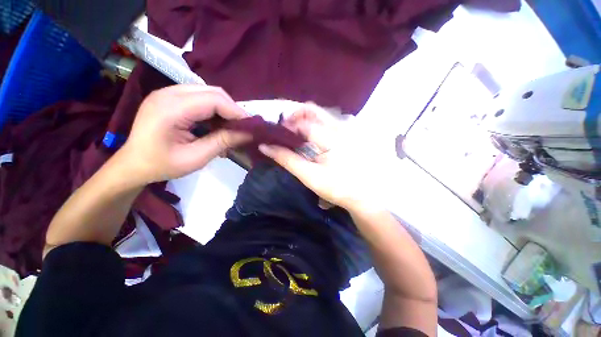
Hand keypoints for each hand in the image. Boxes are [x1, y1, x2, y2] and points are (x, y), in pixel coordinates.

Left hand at [117, 85, 251, 183]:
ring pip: (208, 93)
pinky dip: (213, 110)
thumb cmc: (162, 165)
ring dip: (224, 109)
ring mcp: (168, 93)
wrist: (133, 164)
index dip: (236, 111)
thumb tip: (249, 134)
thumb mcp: (196, 157)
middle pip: (212, 92)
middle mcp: (168, 93)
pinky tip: (216, 124)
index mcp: (171, 108)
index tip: (251, 126)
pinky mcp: (170, 97)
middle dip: (232, 109)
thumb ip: (223, 142)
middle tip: (243, 127)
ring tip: (231, 127)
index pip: (214, 99)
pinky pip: (200, 97)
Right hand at [260, 104, 378, 210]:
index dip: (287, 124)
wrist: (366, 194)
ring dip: (306, 119)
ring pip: (322, 113)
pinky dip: (318, 124)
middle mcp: (340, 125)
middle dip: (296, 116)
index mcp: (330, 136)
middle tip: (286, 129)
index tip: (277, 132)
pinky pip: (331, 120)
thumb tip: (265, 147)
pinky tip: (314, 137)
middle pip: (314, 110)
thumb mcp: (310, 176)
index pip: (302, 122)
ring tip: (297, 133)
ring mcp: (348, 127)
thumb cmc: (338, 187)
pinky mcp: (352, 132)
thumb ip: (287, 159)